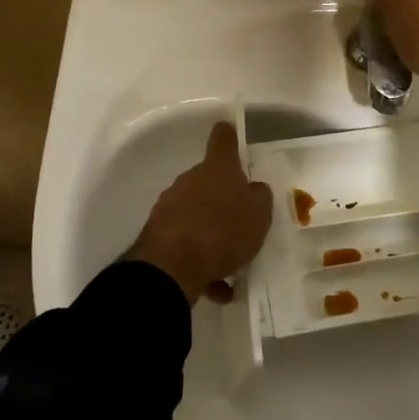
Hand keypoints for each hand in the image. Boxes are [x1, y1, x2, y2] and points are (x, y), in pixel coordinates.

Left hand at [128, 121, 273, 304]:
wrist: (173, 266)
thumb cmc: (223, 230)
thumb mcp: (259, 214)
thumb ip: (260, 197)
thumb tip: (254, 188)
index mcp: (217, 169)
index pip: (223, 140)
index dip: (229, 135)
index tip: (230, 130)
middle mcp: (190, 181)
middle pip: (209, 182)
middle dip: (223, 199)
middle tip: (242, 221)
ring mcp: (170, 207)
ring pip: (198, 216)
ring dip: (212, 235)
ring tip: (232, 265)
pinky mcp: (158, 236)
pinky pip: (187, 246)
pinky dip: (202, 264)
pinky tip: (217, 289)